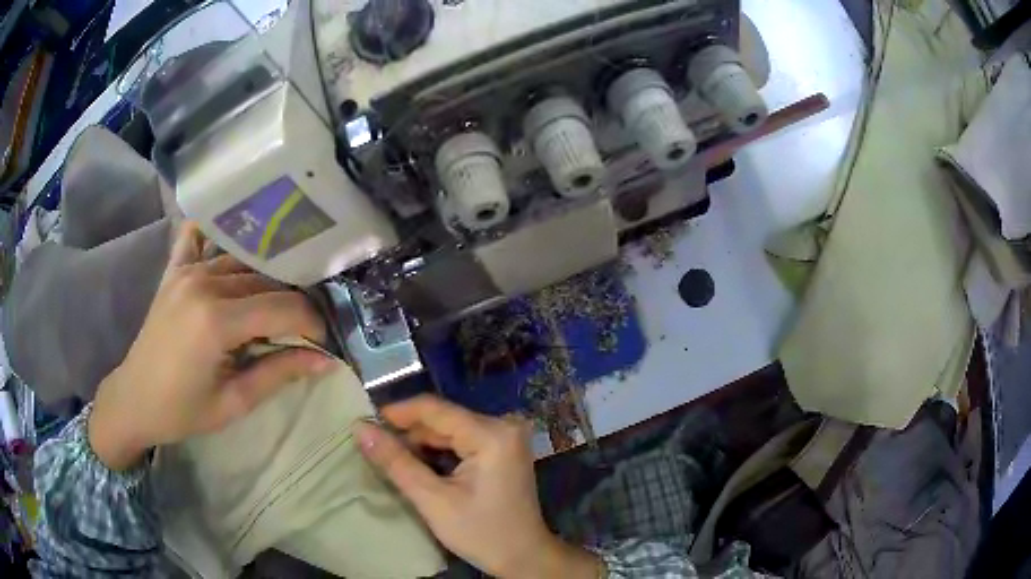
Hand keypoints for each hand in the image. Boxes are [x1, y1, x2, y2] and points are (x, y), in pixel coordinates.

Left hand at [89, 223, 332, 470]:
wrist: (134, 400)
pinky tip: (234, 243)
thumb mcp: (234, 402)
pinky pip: (199, 236)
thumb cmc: (182, 410)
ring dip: (267, 279)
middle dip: (294, 303)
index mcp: (215, 320)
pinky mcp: (175, 270)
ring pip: (243, 261)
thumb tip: (326, 360)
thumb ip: (278, 373)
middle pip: (266, 281)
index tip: (326, 341)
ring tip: (280, 302)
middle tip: (307, 327)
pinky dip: (218, 234)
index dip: (312, 323)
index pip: (282, 307)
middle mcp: (203, 282)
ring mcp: (187, 270)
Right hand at [354, 395, 602, 578]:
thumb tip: (361, 429)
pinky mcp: (503, 449)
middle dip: (408, 432)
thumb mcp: (433, 501)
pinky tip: (418, 464)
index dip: (397, 413)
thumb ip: (396, 463)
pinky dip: (439, 451)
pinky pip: (463, 440)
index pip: (435, 409)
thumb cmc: (481, 533)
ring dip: (421, 443)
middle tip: (374, 446)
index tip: (365, 422)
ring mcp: (506, 437)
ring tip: (390, 456)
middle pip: (443, 419)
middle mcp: (503, 425)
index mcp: (491, 434)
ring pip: (451, 429)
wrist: (524, 557)